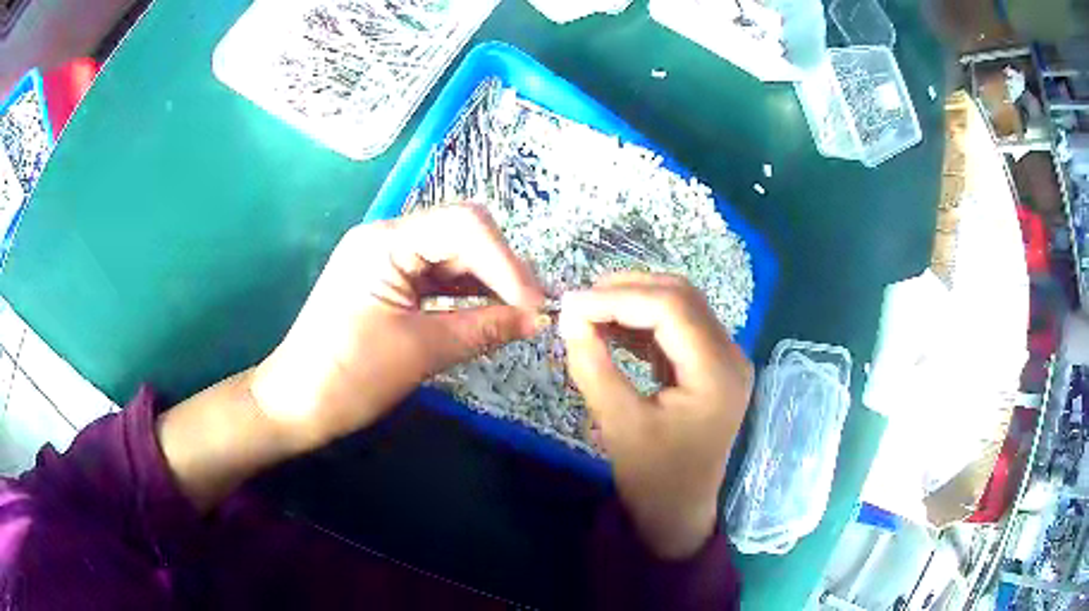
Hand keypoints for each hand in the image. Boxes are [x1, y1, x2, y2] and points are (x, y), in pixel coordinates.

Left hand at [250, 204, 546, 451]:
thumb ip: (483, 328)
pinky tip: (493, 312)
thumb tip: (536, 320)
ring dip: (489, 281)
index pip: (463, 226)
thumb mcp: (420, 351)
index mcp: (385, 242)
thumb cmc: (348, 377)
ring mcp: (387, 259)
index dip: (507, 262)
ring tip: (522, 313)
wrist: (296, 405)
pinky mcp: (389, 283)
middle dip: (502, 268)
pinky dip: (468, 294)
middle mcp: (387, 238)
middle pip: (461, 233)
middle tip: (534, 309)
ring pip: (453, 256)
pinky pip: (438, 278)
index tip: (535, 305)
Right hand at [558, 273, 753, 559]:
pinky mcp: (709, 365)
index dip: (618, 298)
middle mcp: (730, 355)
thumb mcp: (620, 425)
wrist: (679, 512)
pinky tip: (610, 329)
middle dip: (627, 291)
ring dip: (633, 302)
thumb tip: (570, 318)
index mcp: (718, 373)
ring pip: (679, 306)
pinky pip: (675, 328)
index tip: (571, 303)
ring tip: (589, 313)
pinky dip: (641, 323)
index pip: (672, 309)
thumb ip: (594, 367)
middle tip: (579, 304)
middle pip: (680, 297)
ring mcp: (723, 358)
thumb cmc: (654, 479)